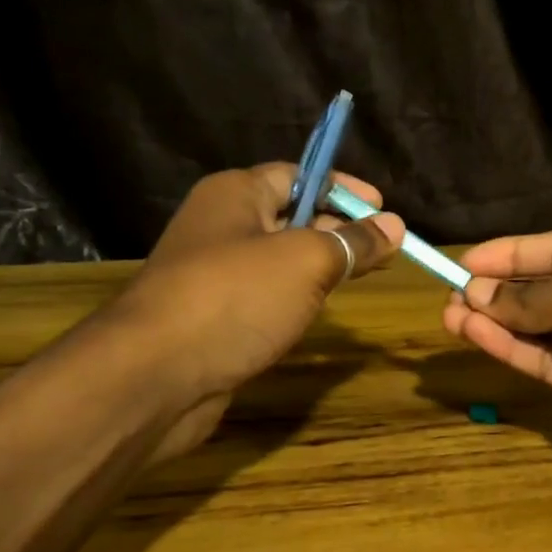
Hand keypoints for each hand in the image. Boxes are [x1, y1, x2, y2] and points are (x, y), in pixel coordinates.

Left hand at [116, 164, 402, 457]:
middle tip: (384, 250)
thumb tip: (395, 225)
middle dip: (338, 230)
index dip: (342, 189)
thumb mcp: (305, 262)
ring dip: (320, 268)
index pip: (297, 175)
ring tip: (363, 278)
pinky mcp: (217, 319)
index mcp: (235, 194)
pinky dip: (297, 301)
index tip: (383, 209)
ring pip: (281, 262)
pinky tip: (320, 314)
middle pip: (291, 217)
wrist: (156, 376)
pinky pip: (267, 298)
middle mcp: (222, 227)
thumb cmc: (234, 299)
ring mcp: (216, 276)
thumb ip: (352, 242)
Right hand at [443, 231, 551, 480]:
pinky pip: (547, 363)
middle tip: (452, 294)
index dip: (514, 253)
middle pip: (547, 291)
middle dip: (500, 290)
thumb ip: (541, 296)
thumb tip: (484, 296)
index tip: (468, 260)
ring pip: (541, 330)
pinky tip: (476, 336)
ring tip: (450, 316)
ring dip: (497, 322)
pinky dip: (512, 350)